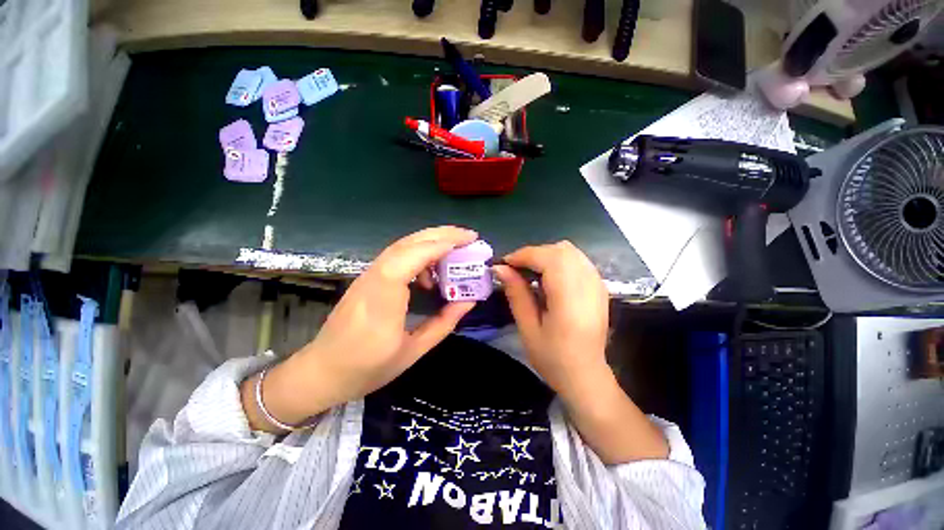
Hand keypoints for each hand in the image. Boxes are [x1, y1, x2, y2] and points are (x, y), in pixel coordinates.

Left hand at [242, 227, 477, 431]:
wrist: (322, 371)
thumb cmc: (368, 368)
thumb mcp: (413, 352)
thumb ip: (444, 323)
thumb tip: (468, 301)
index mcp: (383, 301)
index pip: (409, 258)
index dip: (439, 246)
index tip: (467, 243)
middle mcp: (373, 279)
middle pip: (407, 243)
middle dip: (441, 234)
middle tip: (469, 236)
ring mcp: (367, 275)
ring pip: (402, 246)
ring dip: (431, 241)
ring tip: (455, 249)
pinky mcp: (368, 277)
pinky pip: (396, 256)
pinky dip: (419, 254)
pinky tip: (430, 272)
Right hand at [492, 241, 609, 399]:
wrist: (586, 376)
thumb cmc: (553, 358)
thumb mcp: (528, 328)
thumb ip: (516, 294)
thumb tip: (499, 268)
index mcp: (570, 298)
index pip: (548, 258)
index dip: (523, 255)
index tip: (504, 264)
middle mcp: (589, 284)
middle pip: (560, 250)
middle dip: (534, 254)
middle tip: (516, 271)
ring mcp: (598, 283)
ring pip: (570, 251)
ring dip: (546, 256)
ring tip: (530, 274)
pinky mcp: (599, 286)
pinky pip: (577, 260)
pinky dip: (558, 261)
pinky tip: (548, 279)